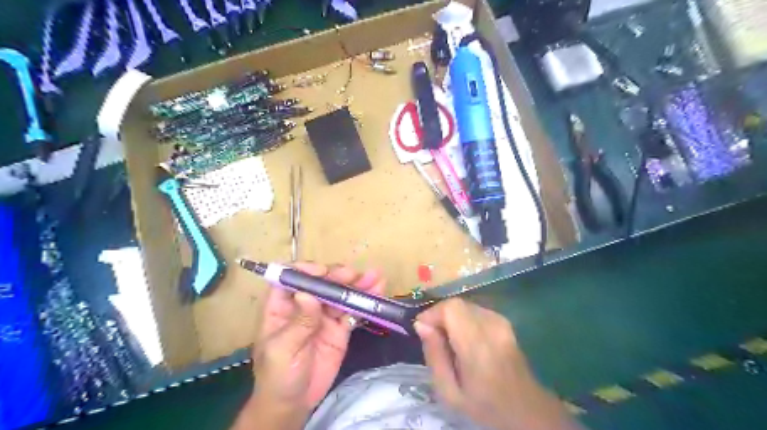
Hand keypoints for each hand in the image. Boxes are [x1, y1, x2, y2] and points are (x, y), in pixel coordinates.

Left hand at [251, 263, 382, 412]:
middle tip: (354, 275)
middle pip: (321, 283)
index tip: (322, 272)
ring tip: (375, 277)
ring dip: (357, 285)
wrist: (295, 403)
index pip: (291, 279)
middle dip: (337, 276)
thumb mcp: (283, 350)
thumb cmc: (278, 375)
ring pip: (340, 294)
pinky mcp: (340, 328)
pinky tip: (377, 293)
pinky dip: (365, 303)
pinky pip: (353, 311)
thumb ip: (298, 322)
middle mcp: (304, 305)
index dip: (305, 270)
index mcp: (282, 306)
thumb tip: (307, 293)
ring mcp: (324, 316)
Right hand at [414, 300, 580, 428]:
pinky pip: (475, 310)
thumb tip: (421, 324)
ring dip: (451, 317)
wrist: (526, 409)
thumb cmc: (484, 405)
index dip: (432, 313)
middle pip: (457, 304)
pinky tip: (464, 339)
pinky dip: (463, 318)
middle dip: (439, 315)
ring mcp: (501, 322)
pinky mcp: (504, 322)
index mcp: (477, 345)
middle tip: (433, 337)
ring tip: (448, 340)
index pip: (451, 308)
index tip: (422, 329)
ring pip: (466, 305)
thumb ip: (434, 356)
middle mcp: (491, 326)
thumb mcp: (449, 392)